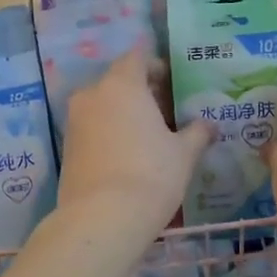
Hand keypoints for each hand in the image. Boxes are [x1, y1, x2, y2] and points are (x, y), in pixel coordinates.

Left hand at [57, 50, 210, 234]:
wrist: (102, 218)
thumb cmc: (151, 175)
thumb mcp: (184, 154)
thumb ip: (197, 133)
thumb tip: (209, 125)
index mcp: (122, 84)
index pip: (137, 58)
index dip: (156, 66)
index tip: (172, 83)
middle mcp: (93, 94)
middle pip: (118, 81)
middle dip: (141, 92)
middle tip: (166, 112)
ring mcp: (74, 120)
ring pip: (103, 105)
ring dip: (123, 113)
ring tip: (148, 136)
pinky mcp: (66, 147)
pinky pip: (92, 128)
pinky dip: (109, 132)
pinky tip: (128, 155)